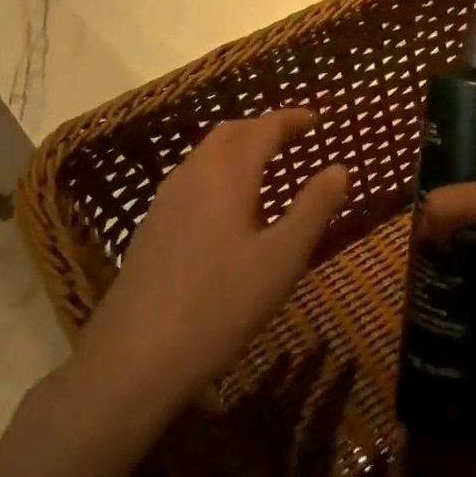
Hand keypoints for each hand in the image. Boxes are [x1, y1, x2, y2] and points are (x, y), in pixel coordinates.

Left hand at [67, 109, 348, 425]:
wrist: (135, 356)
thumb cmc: (221, 303)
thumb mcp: (283, 258)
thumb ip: (314, 208)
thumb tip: (340, 168)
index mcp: (227, 174)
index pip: (263, 128)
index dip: (291, 119)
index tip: (316, 119)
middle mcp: (192, 175)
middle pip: (229, 133)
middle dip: (262, 128)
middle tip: (293, 137)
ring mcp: (165, 202)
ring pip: (205, 156)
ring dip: (238, 149)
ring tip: (265, 166)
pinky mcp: (150, 228)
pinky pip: (191, 180)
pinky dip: (218, 173)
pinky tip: (228, 207)